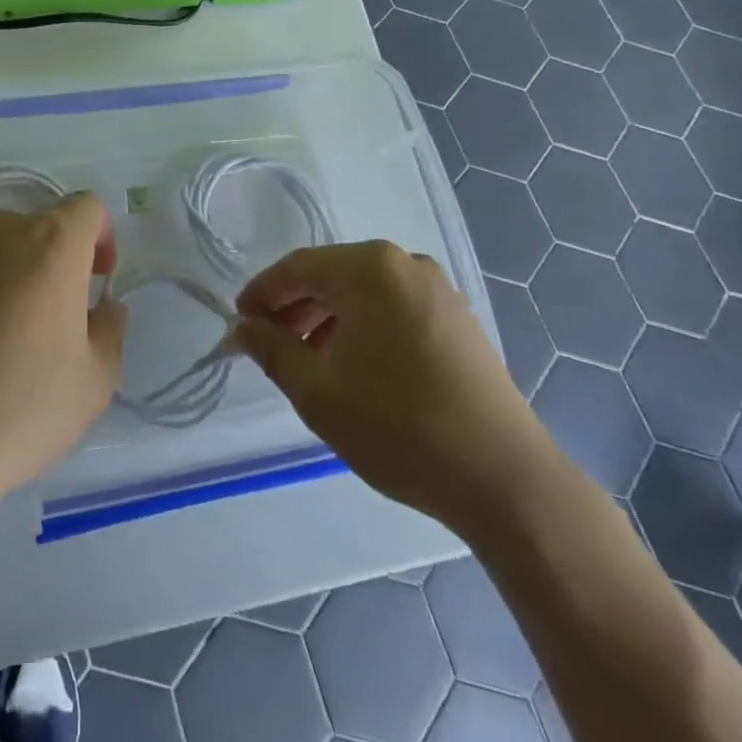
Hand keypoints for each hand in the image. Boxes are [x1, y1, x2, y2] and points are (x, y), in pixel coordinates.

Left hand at [0, 195, 126, 512]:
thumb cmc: (23, 404)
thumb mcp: (95, 378)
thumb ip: (110, 329)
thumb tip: (103, 308)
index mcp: (52, 242)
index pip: (87, 207)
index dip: (102, 237)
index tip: (100, 281)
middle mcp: (3, 233)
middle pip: (44, 224)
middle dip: (63, 257)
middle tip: (67, 313)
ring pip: (6, 247)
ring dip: (24, 272)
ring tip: (24, 332)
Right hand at [235, 242, 553, 535]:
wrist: (503, 478)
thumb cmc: (398, 426)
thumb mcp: (317, 391)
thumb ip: (271, 349)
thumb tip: (243, 328)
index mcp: (369, 268)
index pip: (296, 267)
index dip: (261, 293)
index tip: (238, 323)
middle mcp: (405, 263)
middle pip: (331, 275)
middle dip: (294, 308)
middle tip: (269, 346)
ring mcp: (437, 289)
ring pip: (363, 293)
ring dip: (327, 319)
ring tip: (308, 362)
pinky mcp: (458, 318)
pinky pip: (393, 307)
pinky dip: (363, 327)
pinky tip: (354, 366)